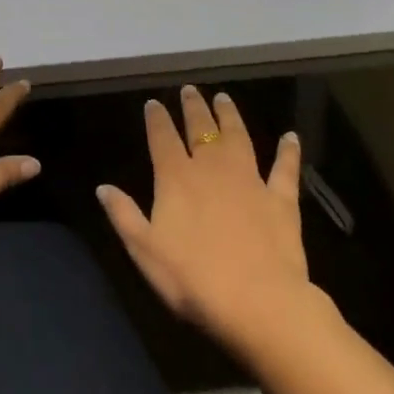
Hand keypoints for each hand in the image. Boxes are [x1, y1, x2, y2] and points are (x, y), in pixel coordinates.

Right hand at [96, 86, 315, 354]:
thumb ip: (124, 215)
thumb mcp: (144, 251)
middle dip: (193, 108)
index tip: (153, 103)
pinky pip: (285, 169)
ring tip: (224, 99)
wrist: (258, 303)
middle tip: (190, 90)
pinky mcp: (281, 200)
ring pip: (238, 138)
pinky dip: (288, 152)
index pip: (162, 138)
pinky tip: (291, 137)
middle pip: (201, 130)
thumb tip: (103, 187)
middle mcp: (211, 169)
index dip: (156, 119)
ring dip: (230, 116)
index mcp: (176, 178)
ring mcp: (250, 181)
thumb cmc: (193, 279)